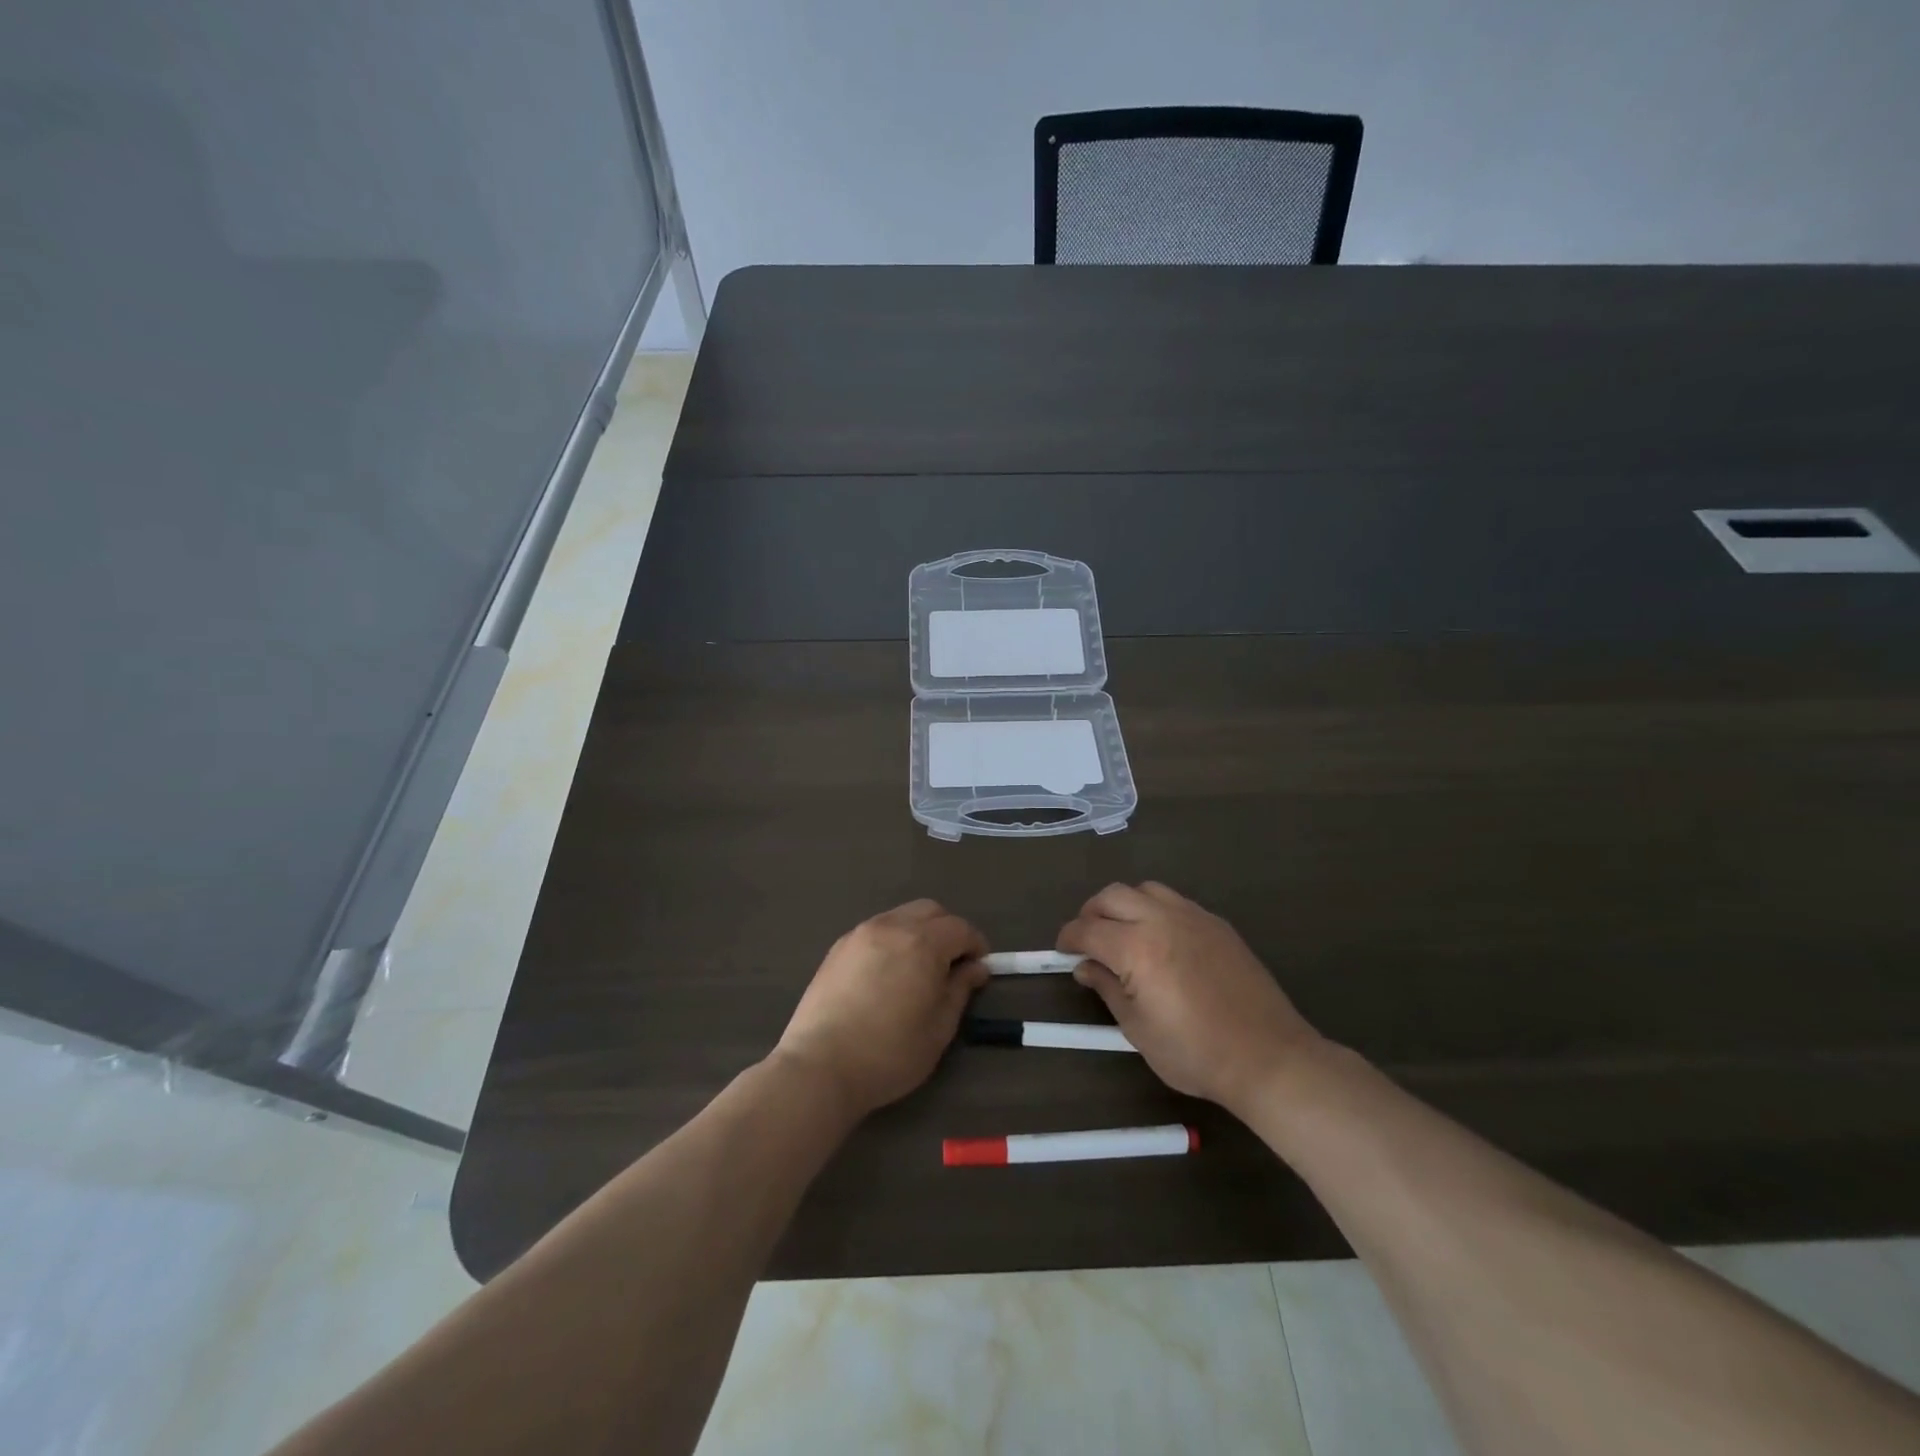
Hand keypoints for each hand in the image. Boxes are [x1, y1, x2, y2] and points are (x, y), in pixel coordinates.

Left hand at [773, 900, 988, 1118]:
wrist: (820, 1066)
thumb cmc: (890, 1053)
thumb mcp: (939, 1028)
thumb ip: (960, 989)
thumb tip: (975, 968)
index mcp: (922, 943)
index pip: (959, 928)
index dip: (976, 944)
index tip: (980, 968)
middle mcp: (892, 926)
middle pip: (930, 910)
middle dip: (948, 930)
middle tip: (952, 964)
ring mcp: (860, 934)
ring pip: (900, 916)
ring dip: (919, 932)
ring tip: (919, 968)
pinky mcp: (838, 947)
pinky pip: (876, 930)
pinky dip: (893, 940)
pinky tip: (888, 973)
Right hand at [1058, 881, 1321, 1115]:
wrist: (1267, 1057)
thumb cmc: (1195, 1053)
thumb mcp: (1138, 1030)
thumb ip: (1107, 989)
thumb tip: (1085, 968)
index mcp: (1137, 948)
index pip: (1088, 929)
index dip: (1068, 938)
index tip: (1062, 950)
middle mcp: (1162, 920)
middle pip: (1112, 896)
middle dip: (1091, 912)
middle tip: (1087, 939)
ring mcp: (1193, 917)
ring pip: (1145, 889)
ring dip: (1124, 904)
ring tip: (1122, 932)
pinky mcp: (1217, 924)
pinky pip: (1175, 901)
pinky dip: (1155, 909)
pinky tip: (1160, 939)